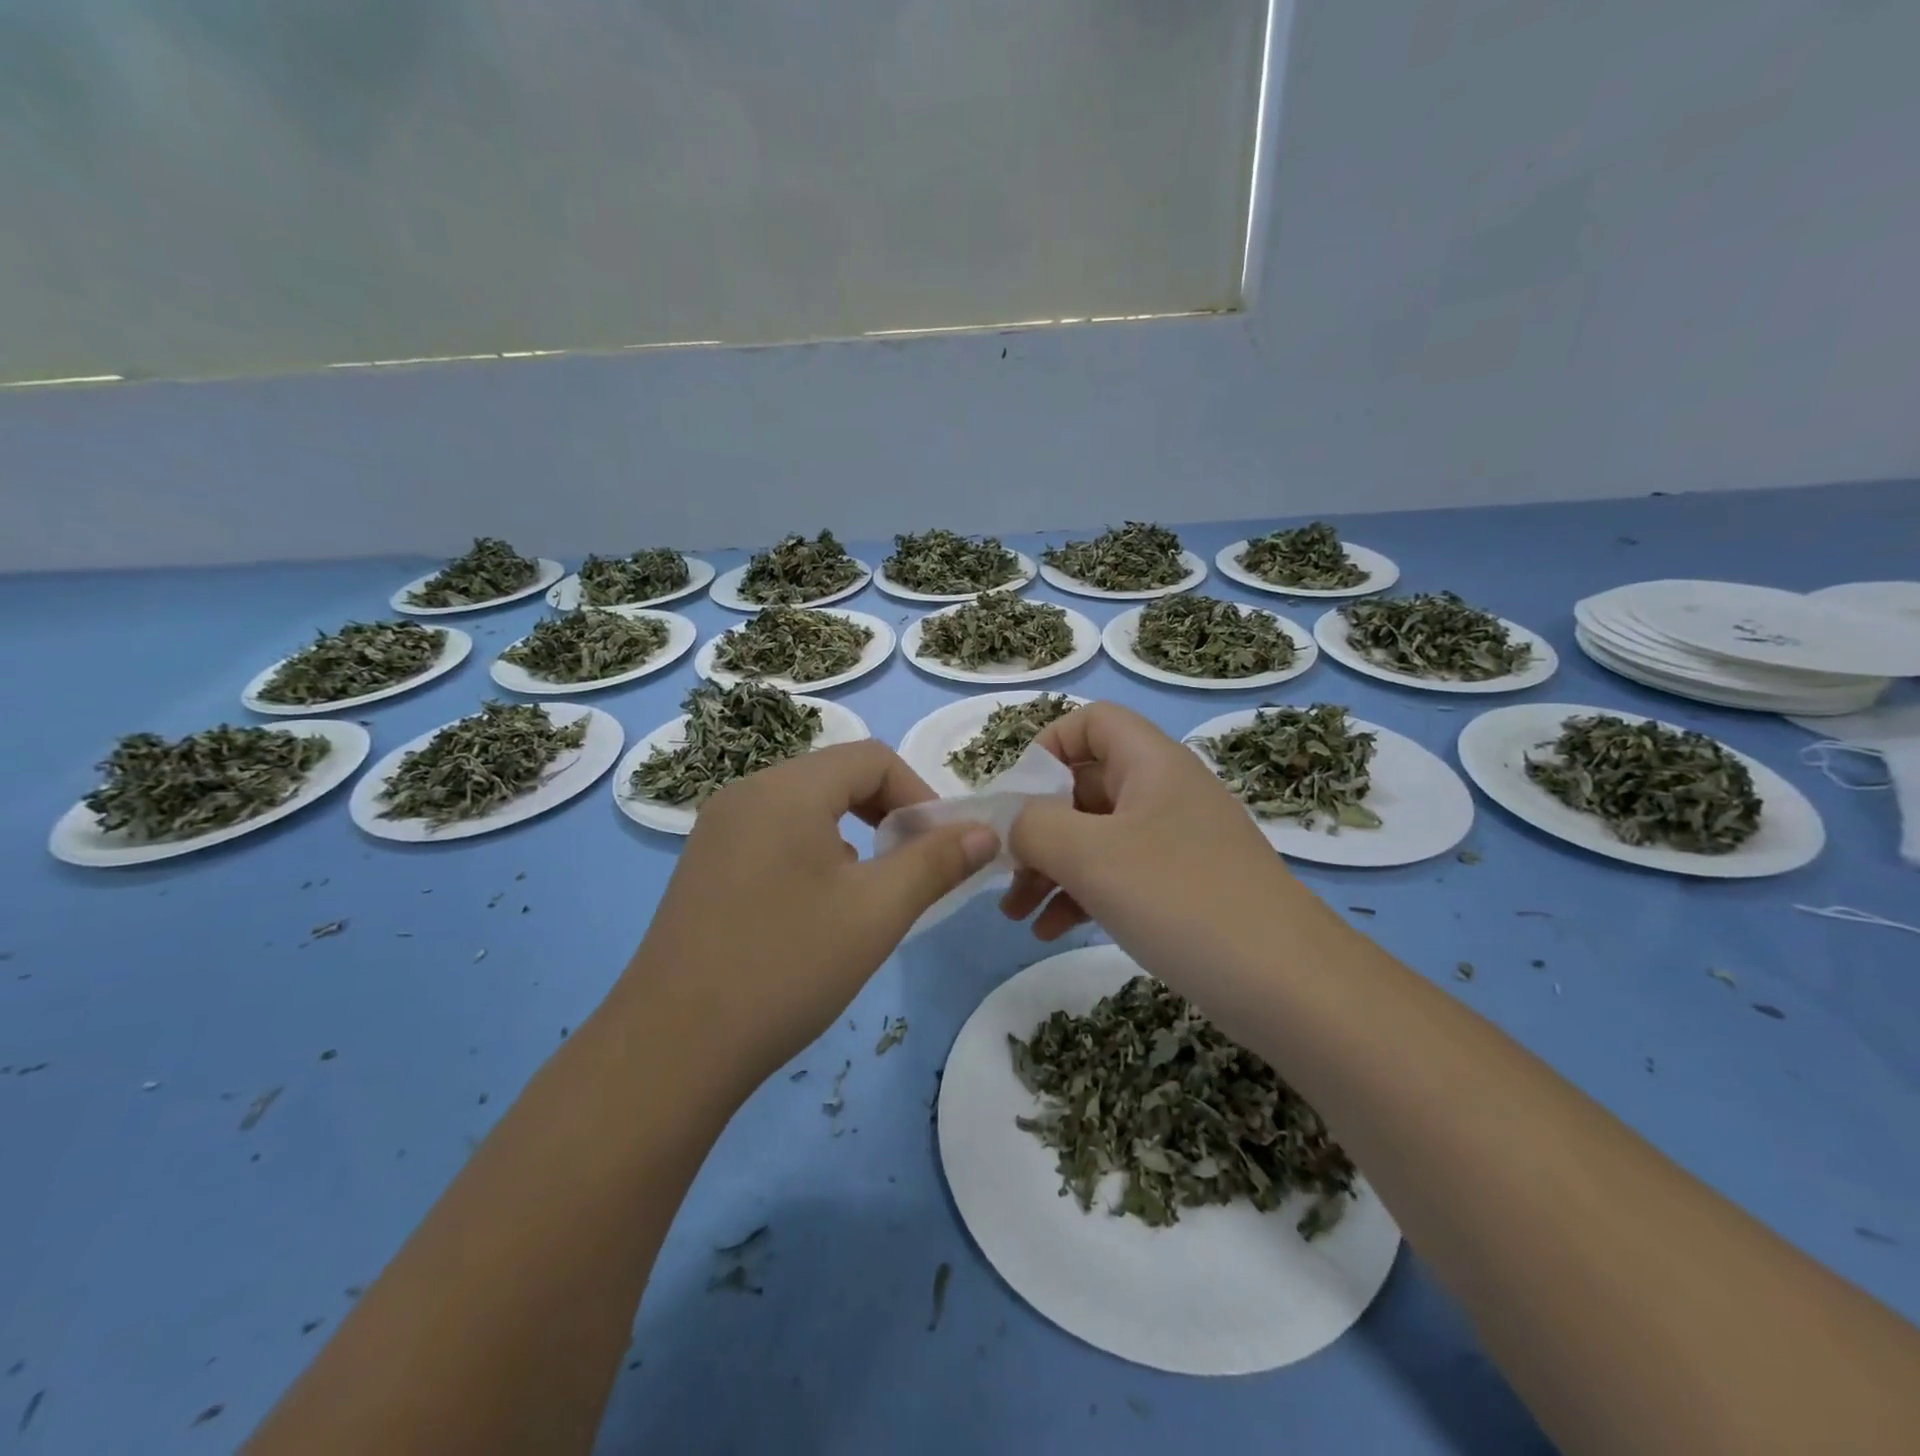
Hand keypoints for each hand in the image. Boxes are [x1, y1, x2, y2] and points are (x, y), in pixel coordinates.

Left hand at [626, 742, 999, 1081]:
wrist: (671, 1049)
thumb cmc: (786, 967)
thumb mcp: (876, 912)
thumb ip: (936, 862)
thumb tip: (984, 832)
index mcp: (787, 789)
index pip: (873, 758)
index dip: (920, 795)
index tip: (941, 849)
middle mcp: (747, 793)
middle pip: (837, 776)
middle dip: (888, 812)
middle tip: (913, 867)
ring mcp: (719, 828)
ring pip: (806, 806)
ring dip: (852, 833)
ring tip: (868, 891)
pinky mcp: (705, 864)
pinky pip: (775, 833)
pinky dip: (814, 851)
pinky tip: (816, 908)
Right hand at [1003, 702, 1319, 989]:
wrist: (1288, 986)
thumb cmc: (1180, 899)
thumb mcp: (1090, 855)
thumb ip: (1033, 826)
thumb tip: (1012, 825)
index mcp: (1151, 763)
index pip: (1092, 722)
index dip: (1047, 747)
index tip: (1015, 797)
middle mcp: (1165, 792)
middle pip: (1084, 785)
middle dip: (1036, 826)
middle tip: (1002, 869)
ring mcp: (1177, 842)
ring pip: (1096, 836)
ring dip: (1050, 868)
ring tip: (1014, 913)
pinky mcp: (1183, 888)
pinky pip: (1118, 875)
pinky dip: (1081, 894)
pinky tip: (1050, 930)